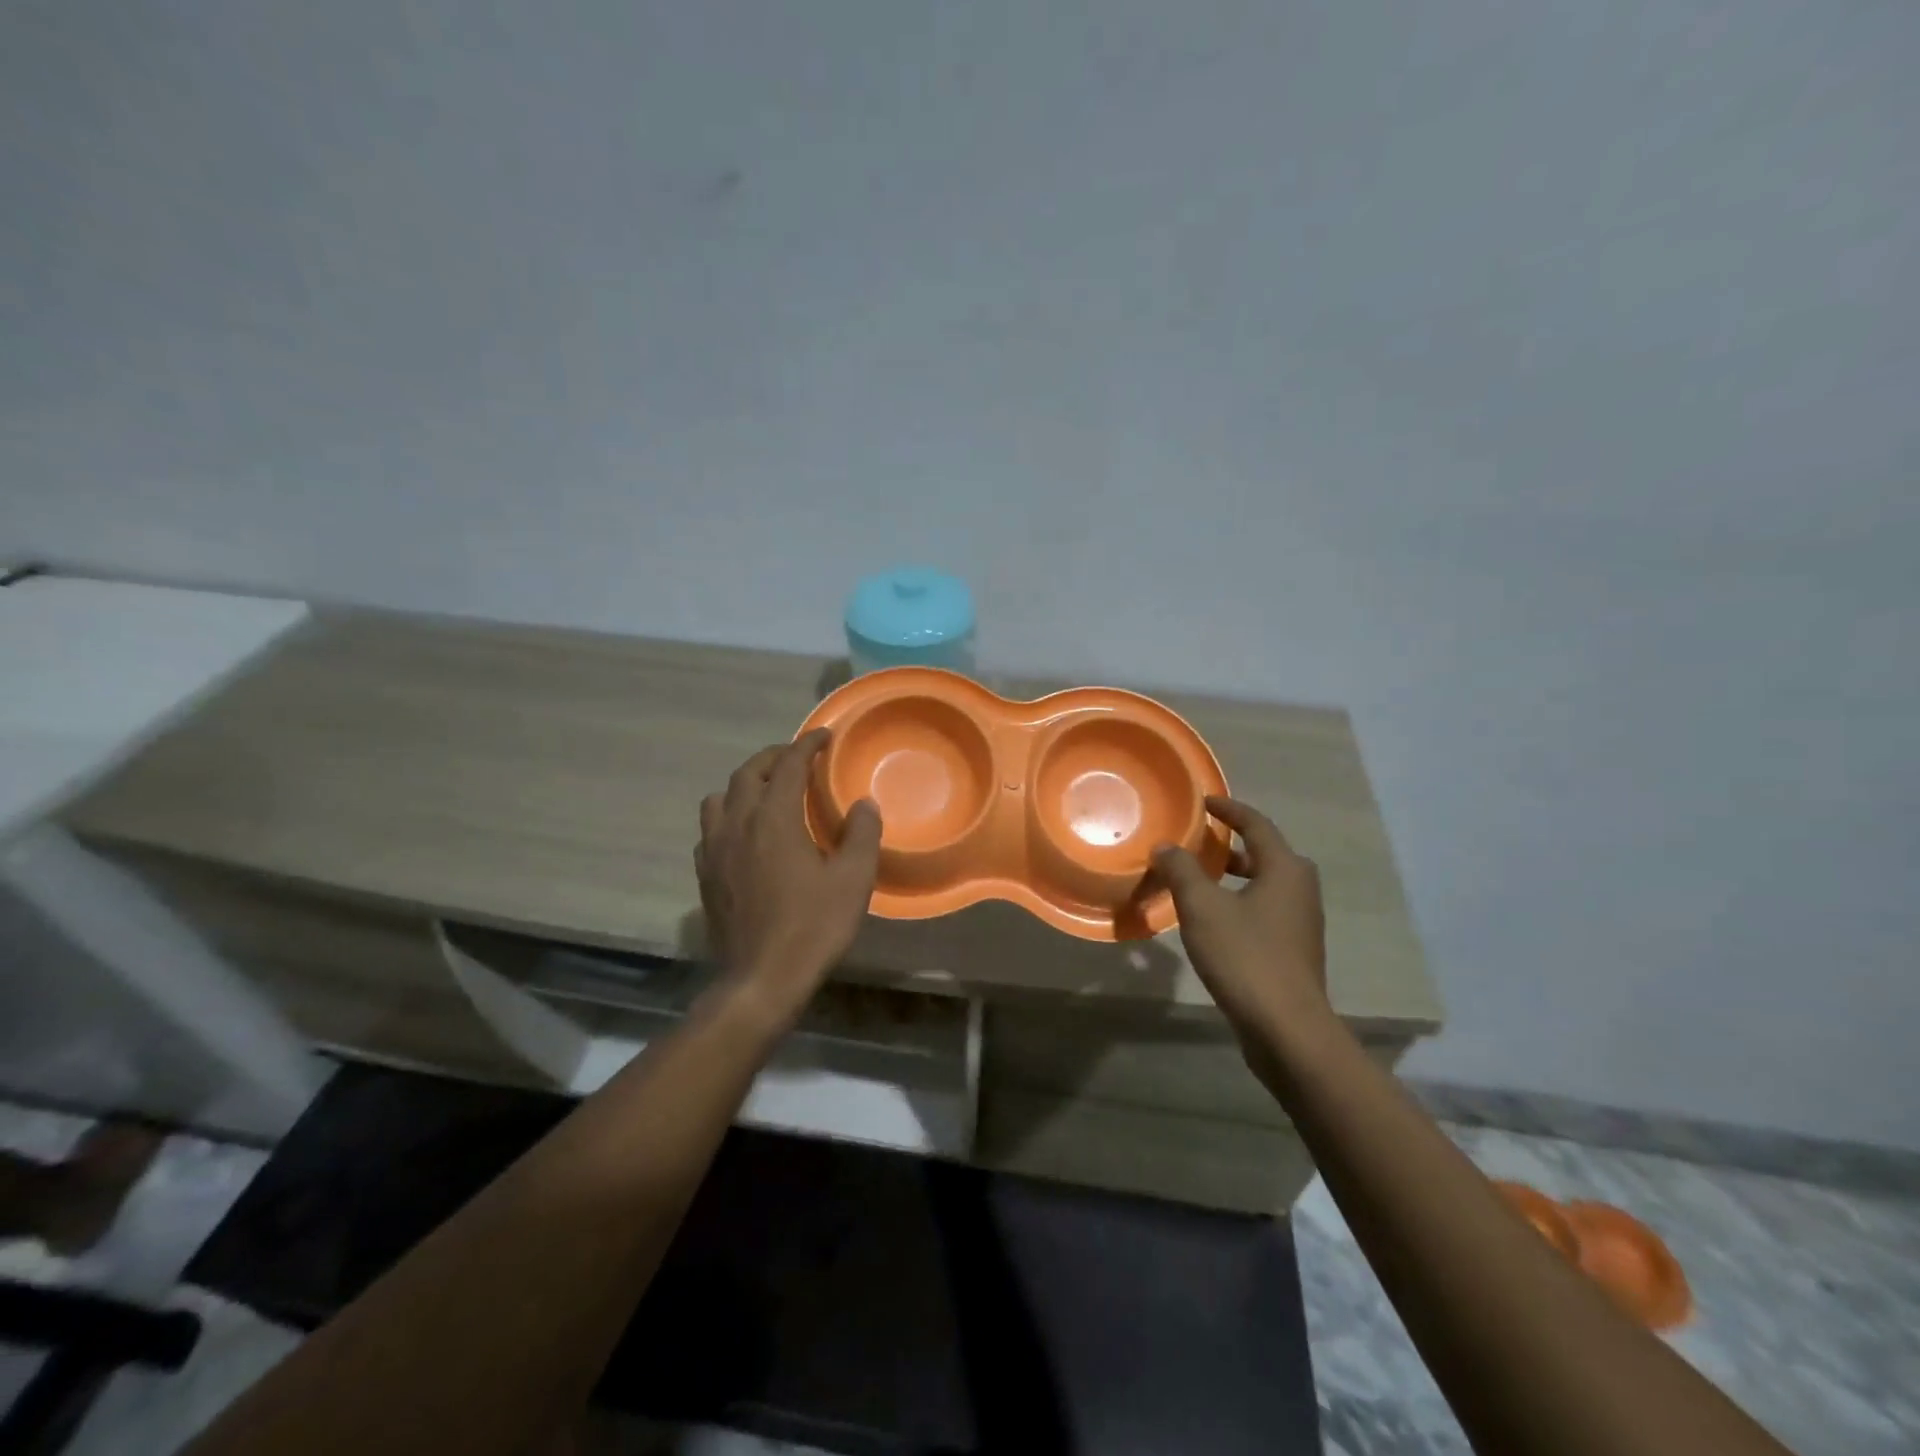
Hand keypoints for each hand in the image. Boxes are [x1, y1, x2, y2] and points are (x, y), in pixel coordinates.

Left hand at [696, 730, 882, 1026]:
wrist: (761, 978)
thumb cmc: (813, 926)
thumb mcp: (853, 879)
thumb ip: (862, 834)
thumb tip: (863, 804)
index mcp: (773, 819)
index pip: (788, 765)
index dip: (807, 745)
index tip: (824, 736)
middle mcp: (737, 824)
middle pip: (747, 773)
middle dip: (773, 758)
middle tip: (797, 758)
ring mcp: (715, 850)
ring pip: (720, 798)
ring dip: (744, 785)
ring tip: (766, 792)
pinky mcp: (705, 875)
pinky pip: (711, 829)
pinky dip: (729, 816)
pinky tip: (745, 835)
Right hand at [1152, 797, 1329, 1040]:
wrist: (1286, 1028)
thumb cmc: (1245, 956)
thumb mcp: (1202, 907)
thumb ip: (1181, 870)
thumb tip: (1165, 846)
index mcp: (1285, 869)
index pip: (1256, 825)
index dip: (1228, 809)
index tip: (1203, 801)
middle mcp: (1301, 889)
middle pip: (1266, 853)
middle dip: (1233, 844)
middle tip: (1201, 842)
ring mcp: (1302, 922)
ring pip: (1267, 883)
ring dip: (1236, 875)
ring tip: (1201, 879)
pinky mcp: (1295, 949)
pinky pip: (1266, 909)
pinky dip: (1241, 901)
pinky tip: (1215, 919)